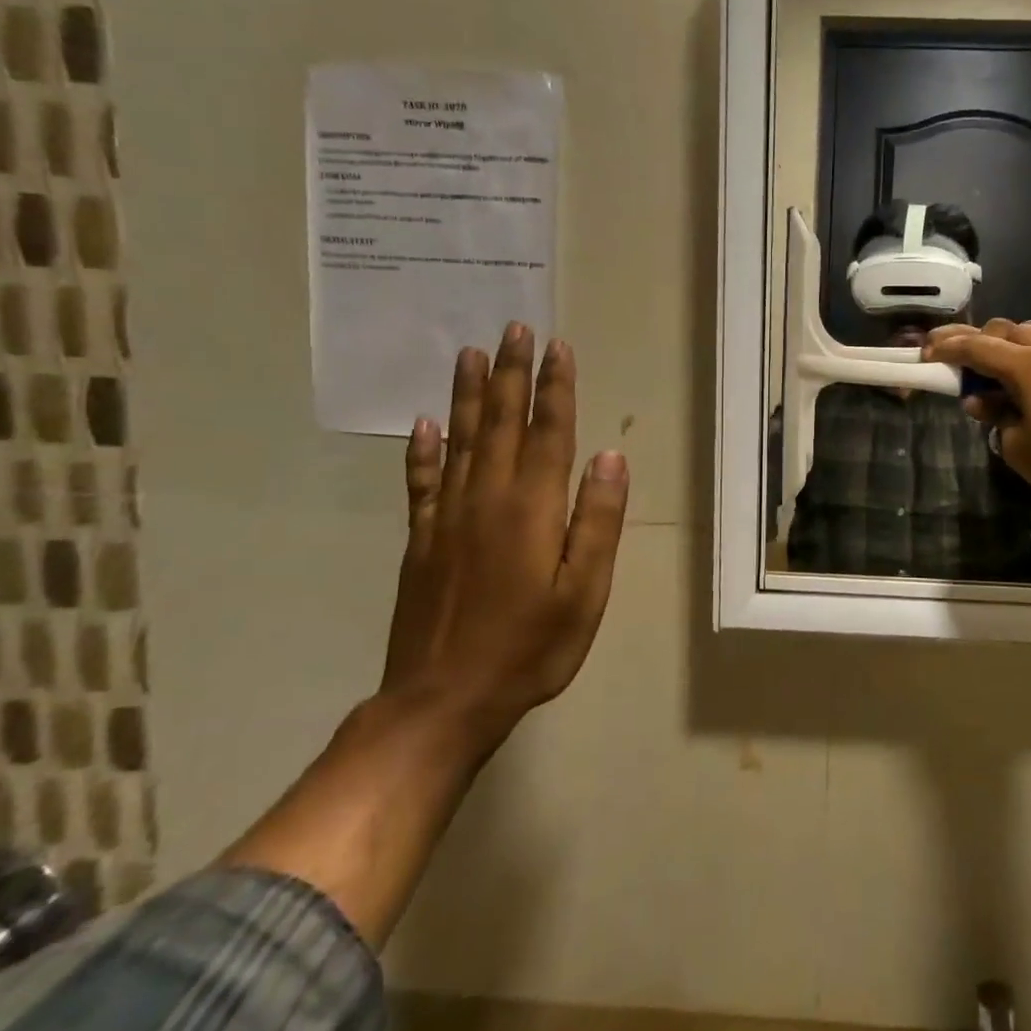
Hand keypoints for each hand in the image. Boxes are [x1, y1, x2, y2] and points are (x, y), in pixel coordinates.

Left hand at [382, 323, 629, 754]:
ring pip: (459, 440)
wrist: (442, 701)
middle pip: (500, 423)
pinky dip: (422, 449)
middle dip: (510, 373)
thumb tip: (610, 456)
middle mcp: (486, 499)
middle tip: (513, 328)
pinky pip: (421, 482)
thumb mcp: (584, 592)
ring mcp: (446, 518)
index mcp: (531, 508)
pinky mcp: (420, 541)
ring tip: (471, 354)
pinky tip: (423, 424)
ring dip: (467, 394)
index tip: (557, 347)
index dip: (554, 387)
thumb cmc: (529, 648)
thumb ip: (597, 521)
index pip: (548, 432)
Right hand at [926, 320, 1030, 520]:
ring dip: (1030, 343)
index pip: (978, 347)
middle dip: (985, 341)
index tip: (928, 353)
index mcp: (1028, 366)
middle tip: (969, 362)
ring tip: (1021, 366)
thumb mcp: (1018, 448)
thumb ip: (995, 417)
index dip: (949, 348)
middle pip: (1012, 329)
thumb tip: (980, 402)